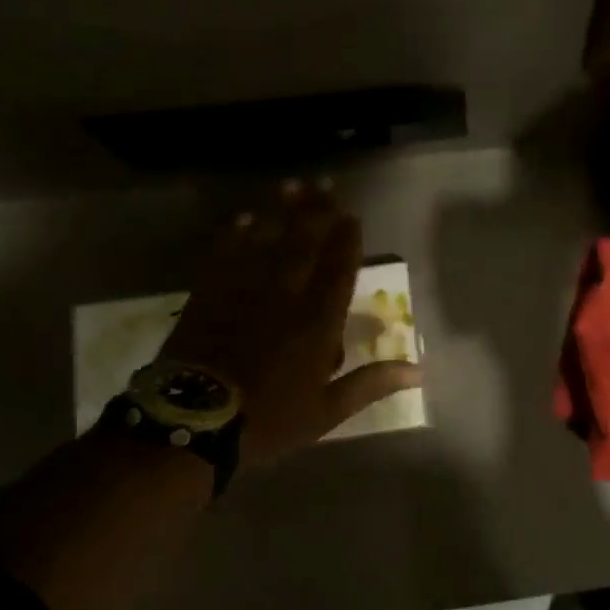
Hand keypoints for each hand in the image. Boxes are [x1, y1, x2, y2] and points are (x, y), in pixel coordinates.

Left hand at [161, 180, 421, 467]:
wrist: (191, 424)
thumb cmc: (267, 420)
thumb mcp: (326, 411)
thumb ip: (371, 384)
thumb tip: (418, 372)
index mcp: (317, 322)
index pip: (339, 270)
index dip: (346, 240)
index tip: (351, 215)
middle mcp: (285, 296)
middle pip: (304, 244)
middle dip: (317, 213)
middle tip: (324, 185)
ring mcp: (244, 291)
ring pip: (267, 241)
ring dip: (281, 212)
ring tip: (291, 186)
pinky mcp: (209, 295)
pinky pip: (226, 255)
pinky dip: (236, 235)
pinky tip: (245, 219)